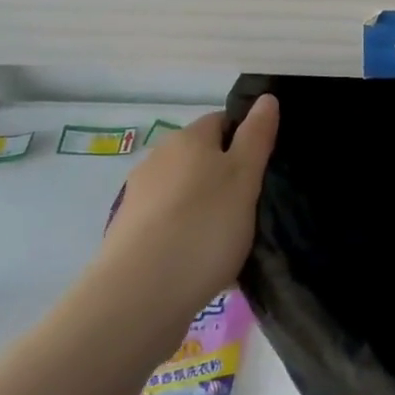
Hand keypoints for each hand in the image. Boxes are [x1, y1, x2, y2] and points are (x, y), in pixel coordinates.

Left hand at [94, 95, 279, 326]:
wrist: (138, 296)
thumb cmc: (204, 226)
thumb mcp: (245, 176)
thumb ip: (257, 136)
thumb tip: (266, 98)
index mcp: (188, 138)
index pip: (221, 121)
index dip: (246, 139)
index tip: (264, 168)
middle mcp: (158, 159)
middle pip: (201, 158)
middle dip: (225, 176)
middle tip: (253, 206)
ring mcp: (139, 198)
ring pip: (185, 193)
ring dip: (206, 208)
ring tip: (231, 241)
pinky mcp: (128, 236)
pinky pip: (169, 225)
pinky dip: (187, 236)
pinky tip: (203, 264)